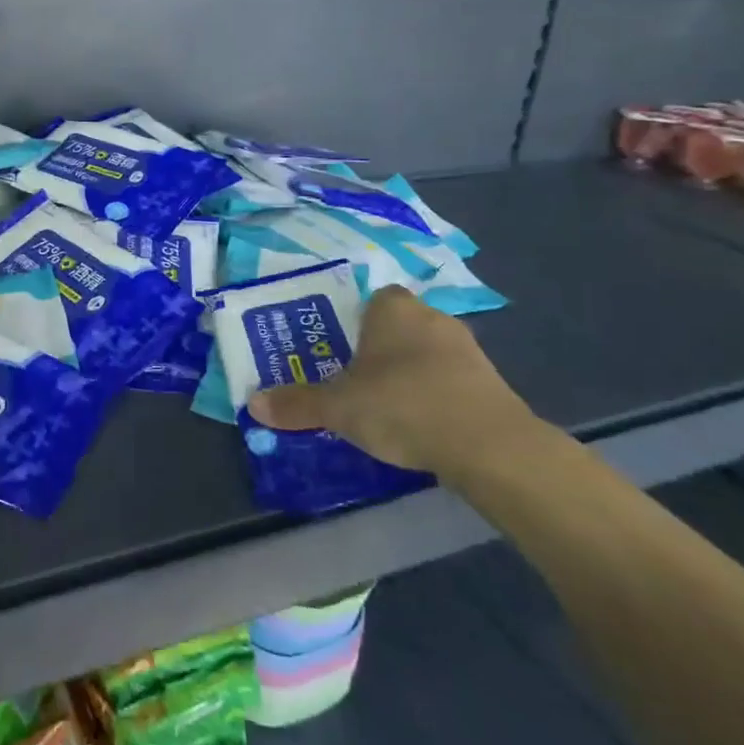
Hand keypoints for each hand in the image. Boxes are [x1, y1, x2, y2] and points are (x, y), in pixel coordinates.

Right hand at [247, 285, 534, 478]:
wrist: (489, 445)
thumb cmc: (402, 405)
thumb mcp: (338, 407)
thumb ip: (297, 403)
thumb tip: (253, 404)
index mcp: (392, 308)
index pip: (371, 299)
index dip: (354, 322)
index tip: (339, 350)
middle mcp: (431, 317)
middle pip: (397, 326)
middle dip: (377, 350)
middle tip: (352, 379)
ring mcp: (466, 348)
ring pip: (425, 352)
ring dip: (408, 373)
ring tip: (384, 406)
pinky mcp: (490, 381)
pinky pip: (450, 379)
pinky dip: (435, 395)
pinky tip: (420, 423)